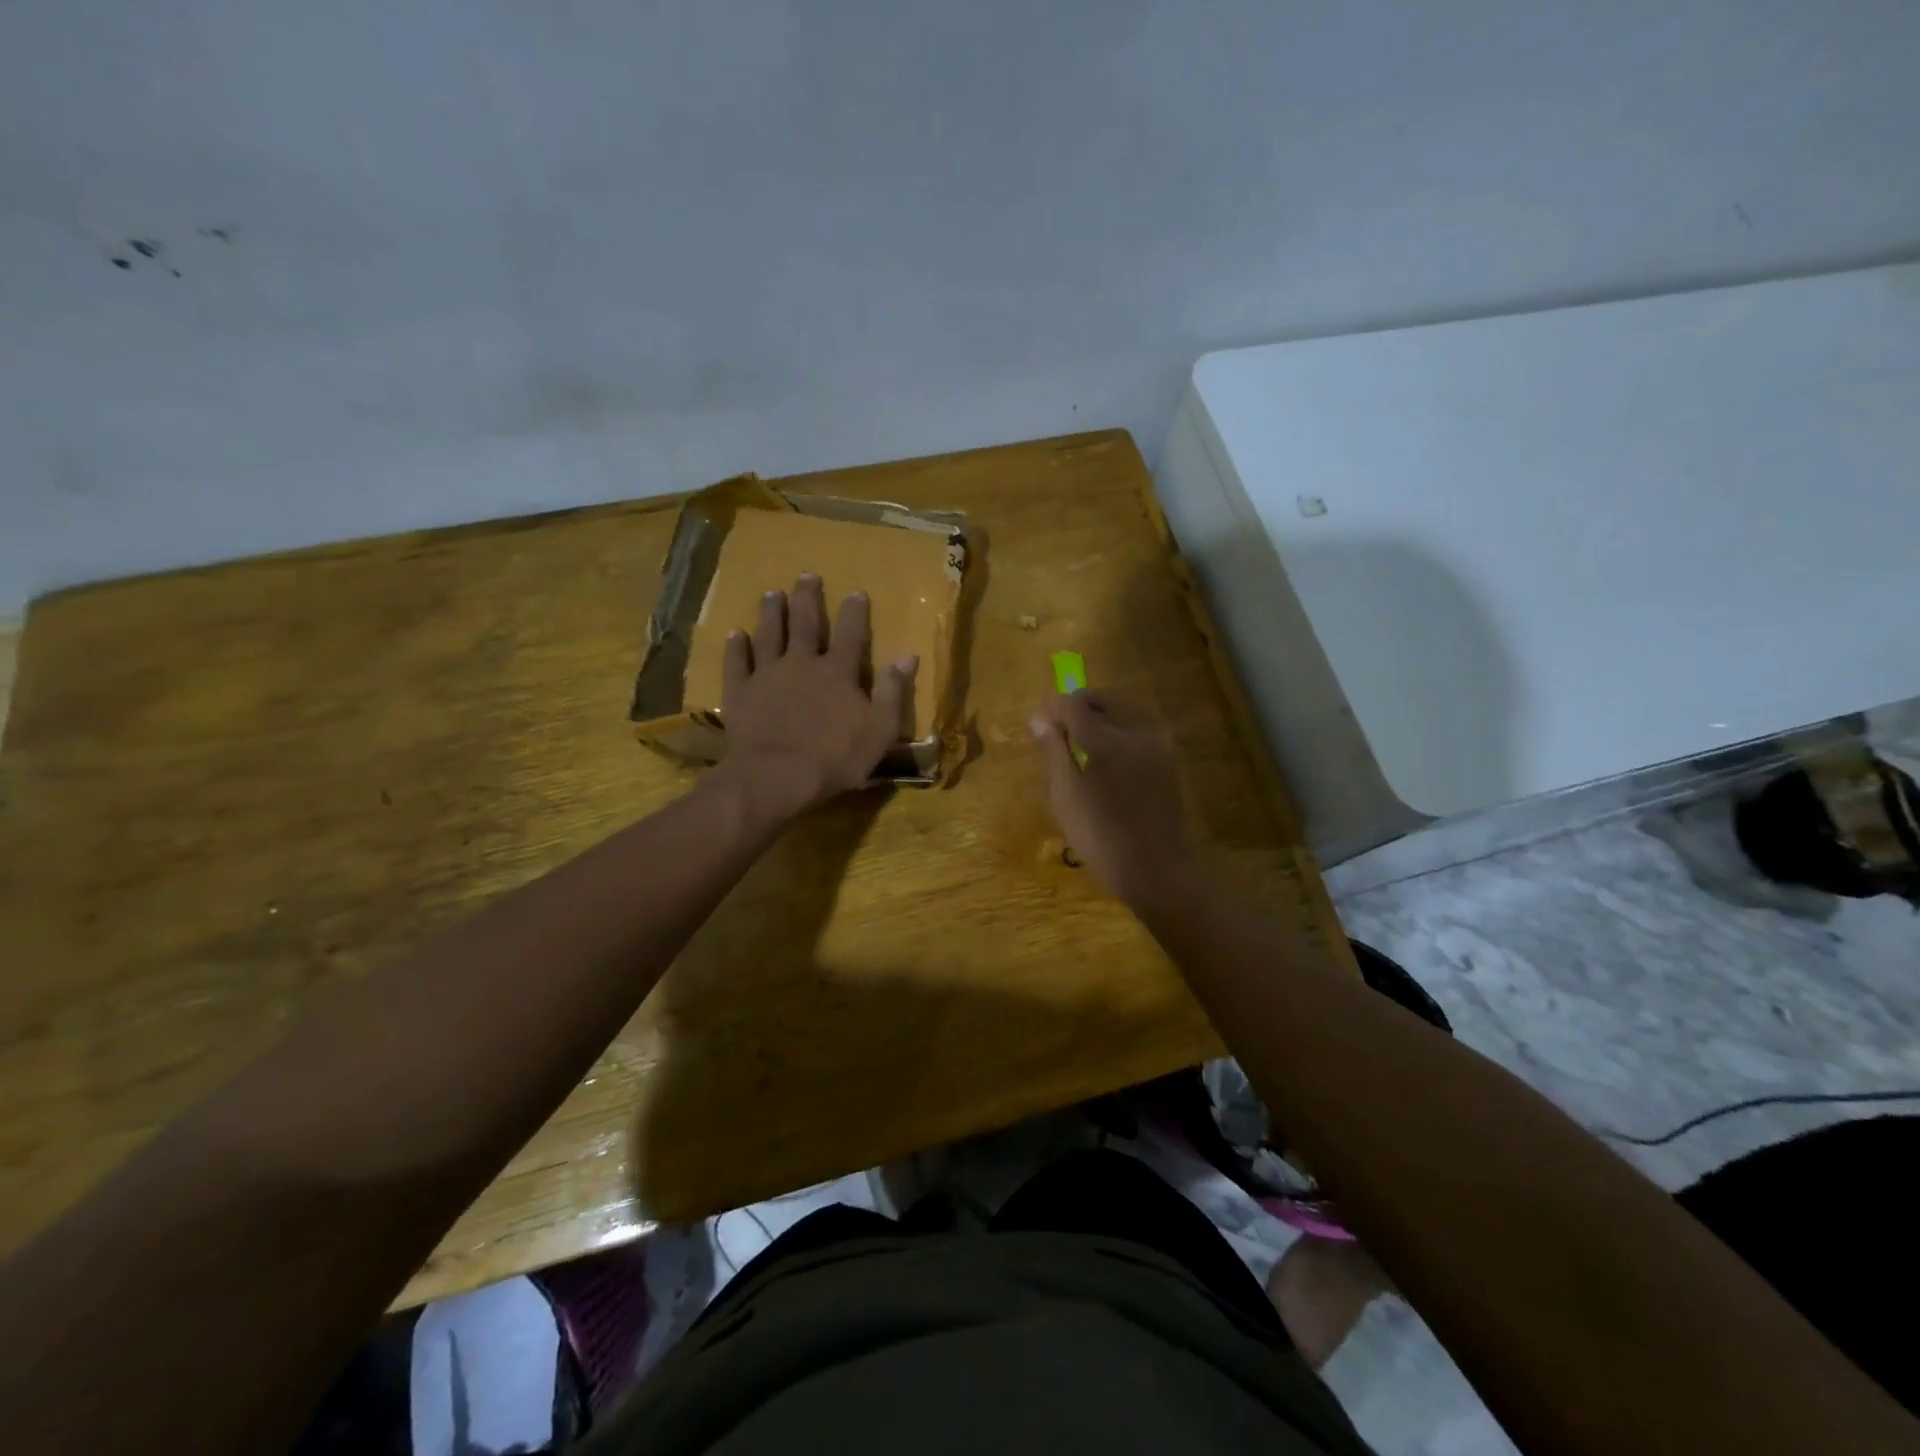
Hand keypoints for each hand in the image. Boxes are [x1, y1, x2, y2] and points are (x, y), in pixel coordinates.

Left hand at [719, 573, 917, 813]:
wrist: (778, 776)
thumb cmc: (836, 757)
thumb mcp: (879, 729)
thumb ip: (892, 691)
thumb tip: (908, 656)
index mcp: (838, 672)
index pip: (851, 634)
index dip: (855, 612)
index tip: (856, 591)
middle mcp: (802, 663)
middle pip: (806, 624)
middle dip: (808, 599)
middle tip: (806, 576)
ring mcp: (767, 675)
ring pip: (770, 635)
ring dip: (772, 613)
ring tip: (772, 593)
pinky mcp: (740, 692)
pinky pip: (737, 663)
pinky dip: (736, 647)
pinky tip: (735, 634)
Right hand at [1031, 689, 1190, 903]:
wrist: (1155, 870)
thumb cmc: (1100, 836)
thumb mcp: (1065, 796)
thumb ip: (1052, 751)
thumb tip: (1039, 717)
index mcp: (1107, 741)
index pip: (1075, 704)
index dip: (1054, 705)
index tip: (1039, 716)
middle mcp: (1136, 733)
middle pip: (1106, 700)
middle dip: (1080, 705)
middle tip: (1059, 724)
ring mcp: (1157, 746)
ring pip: (1126, 712)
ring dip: (1102, 714)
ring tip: (1081, 738)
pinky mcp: (1167, 761)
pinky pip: (1139, 730)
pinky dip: (1119, 730)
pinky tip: (1107, 755)